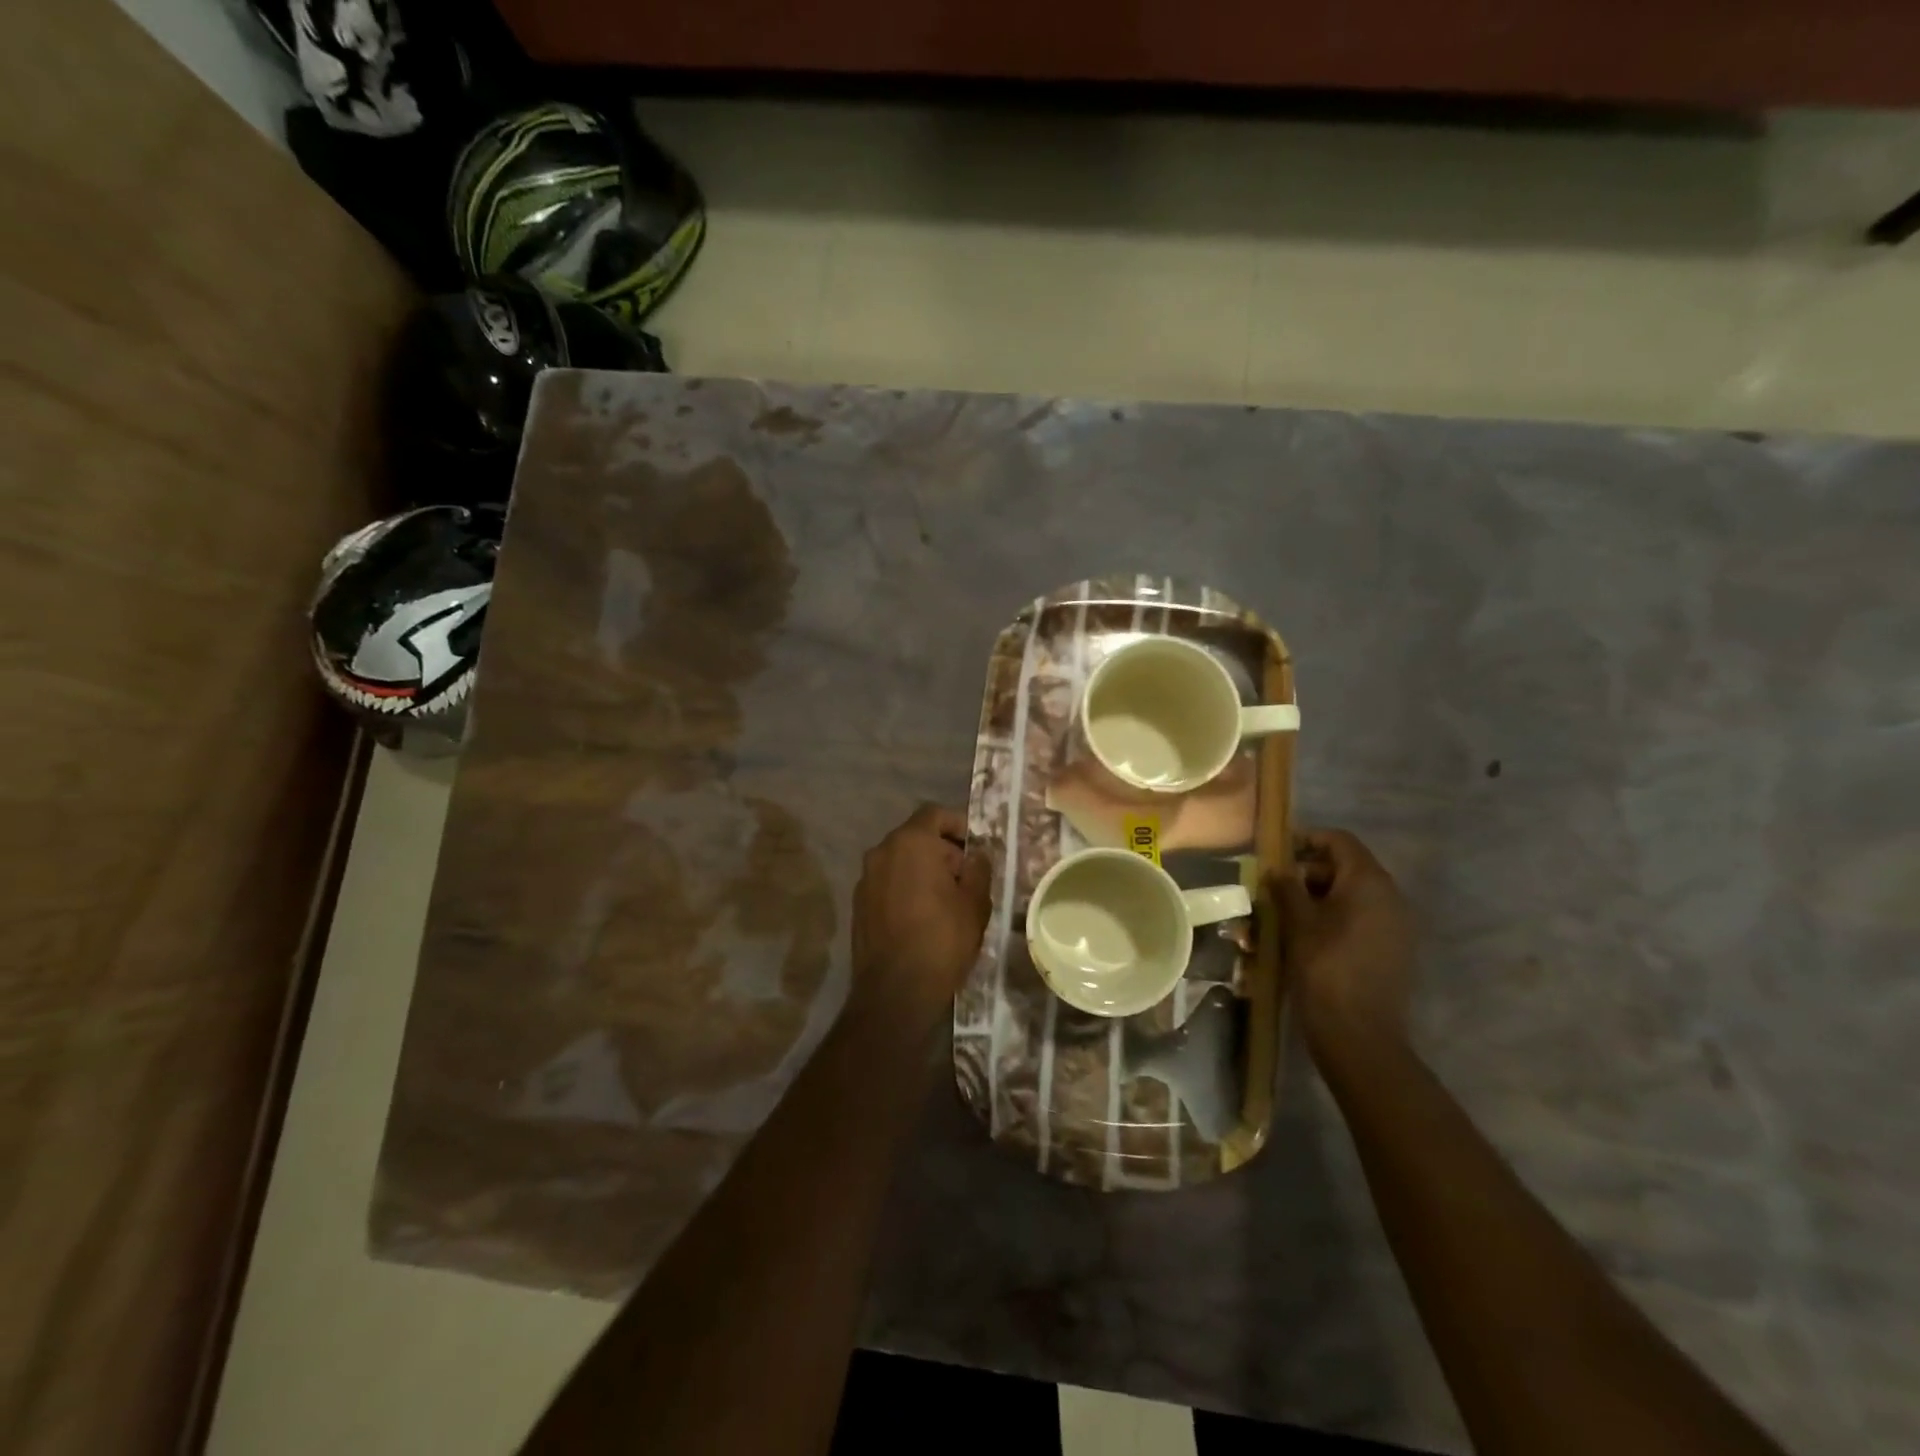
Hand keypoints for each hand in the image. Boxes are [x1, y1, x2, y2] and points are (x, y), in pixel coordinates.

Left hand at [850, 804, 991, 1028]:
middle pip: (916, 836)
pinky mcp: (858, 904)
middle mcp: (881, 852)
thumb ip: (978, 869)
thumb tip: (975, 856)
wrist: (895, 991)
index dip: (958, 824)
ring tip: (946, 899)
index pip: (935, 813)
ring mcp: (865, 878)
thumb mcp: (975, 903)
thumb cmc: (942, 939)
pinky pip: (887, 883)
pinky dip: (905, 887)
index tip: (975, 847)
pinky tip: (921, 915)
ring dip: (922, 870)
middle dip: (942, 850)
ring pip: (900, 860)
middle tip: (966, 877)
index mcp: (910, 842)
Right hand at [1273, 828, 1415, 1060]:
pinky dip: (1334, 919)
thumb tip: (1276, 868)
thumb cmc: (1324, 969)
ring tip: (1284, 916)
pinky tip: (1306, 938)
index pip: (1340, 841)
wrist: (1360, 1035)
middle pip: (1346, 867)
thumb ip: (1285, 887)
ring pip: (1352, 895)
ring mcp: (1396, 925)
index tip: (1276, 854)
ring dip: (1318, 898)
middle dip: (1308, 873)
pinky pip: (1361, 919)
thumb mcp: (1296, 924)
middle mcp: (1391, 896)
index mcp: (1369, 882)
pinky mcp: (1393, 949)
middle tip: (1274, 890)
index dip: (1307, 840)